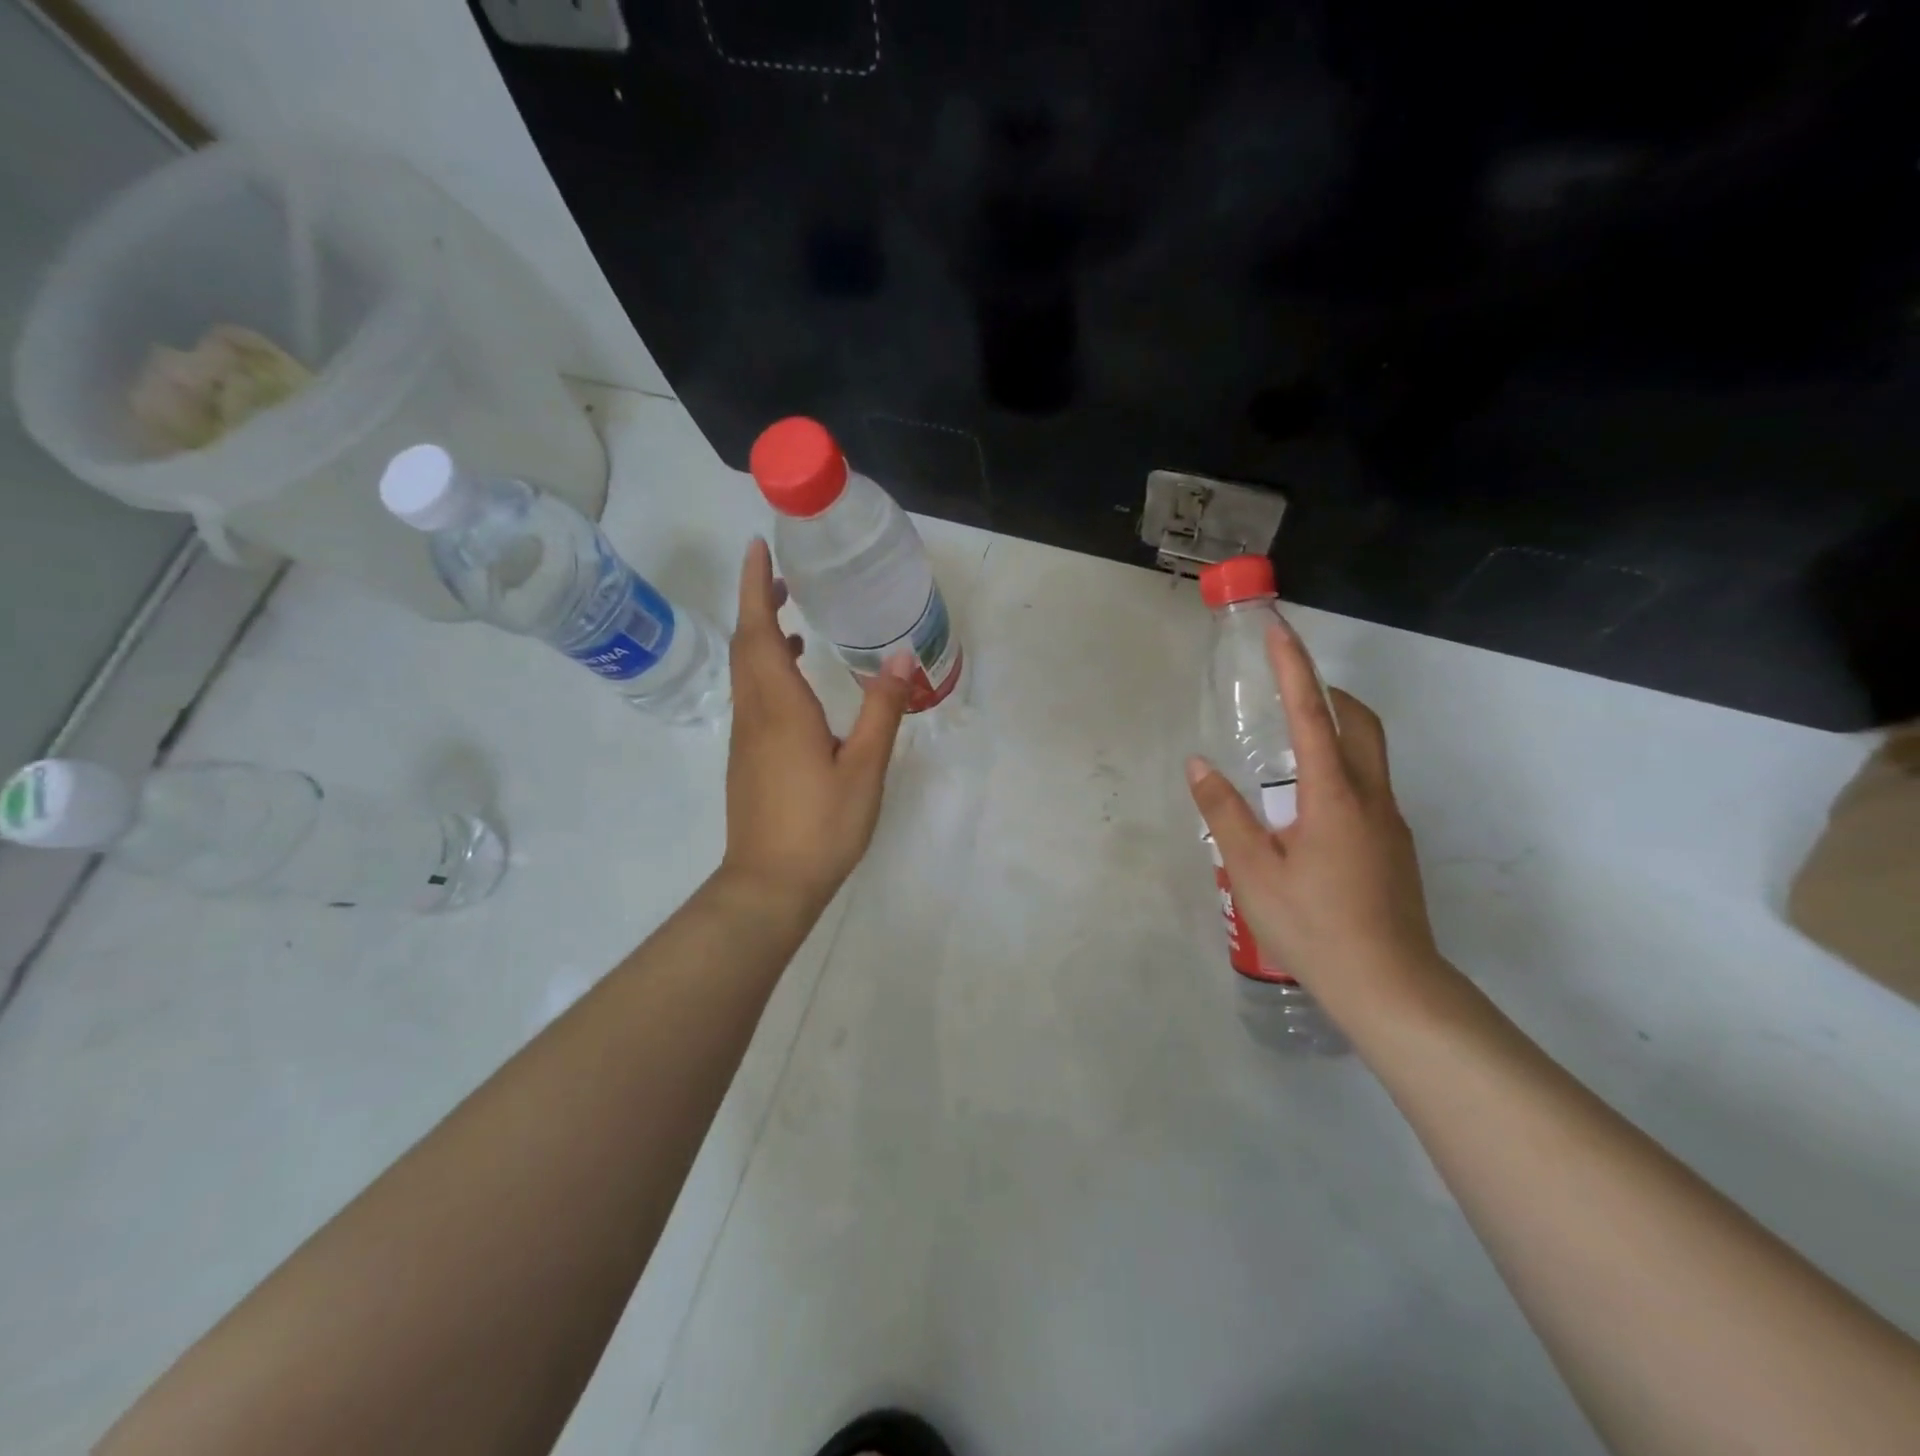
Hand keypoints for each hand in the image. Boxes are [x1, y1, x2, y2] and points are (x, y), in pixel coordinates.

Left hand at [719, 539, 910, 911]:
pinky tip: (799, 686)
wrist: (769, 884)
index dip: (754, 586)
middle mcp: (755, 713)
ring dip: (762, 637)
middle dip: (757, 603)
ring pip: (747, 671)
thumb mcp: (864, 767)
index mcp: (780, 706)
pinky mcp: (748, 759)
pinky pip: (753, 697)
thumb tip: (903, 657)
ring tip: (793, 619)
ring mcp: (746, 738)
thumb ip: (882, 710)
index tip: (756, 548)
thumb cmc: (820, 825)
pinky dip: (768, 671)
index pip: (758, 631)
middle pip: (746, 644)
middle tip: (781, 576)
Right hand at [1186, 621, 1443, 1004]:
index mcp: (1333, 796)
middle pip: (1360, 723)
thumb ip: (1225, 814)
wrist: (1391, 987)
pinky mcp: (1396, 848)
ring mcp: (1390, 823)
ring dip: (1338, 730)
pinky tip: (1309, 810)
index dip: (1294, 669)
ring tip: (1292, 745)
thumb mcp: (1253, 871)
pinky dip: (1340, 770)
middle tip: (1290, 687)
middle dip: (1328, 692)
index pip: (1313, 714)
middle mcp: (1370, 798)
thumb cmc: (1313, 926)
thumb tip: (1199, 766)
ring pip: (1370, 754)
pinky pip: (1368, 788)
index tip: (1279, 630)